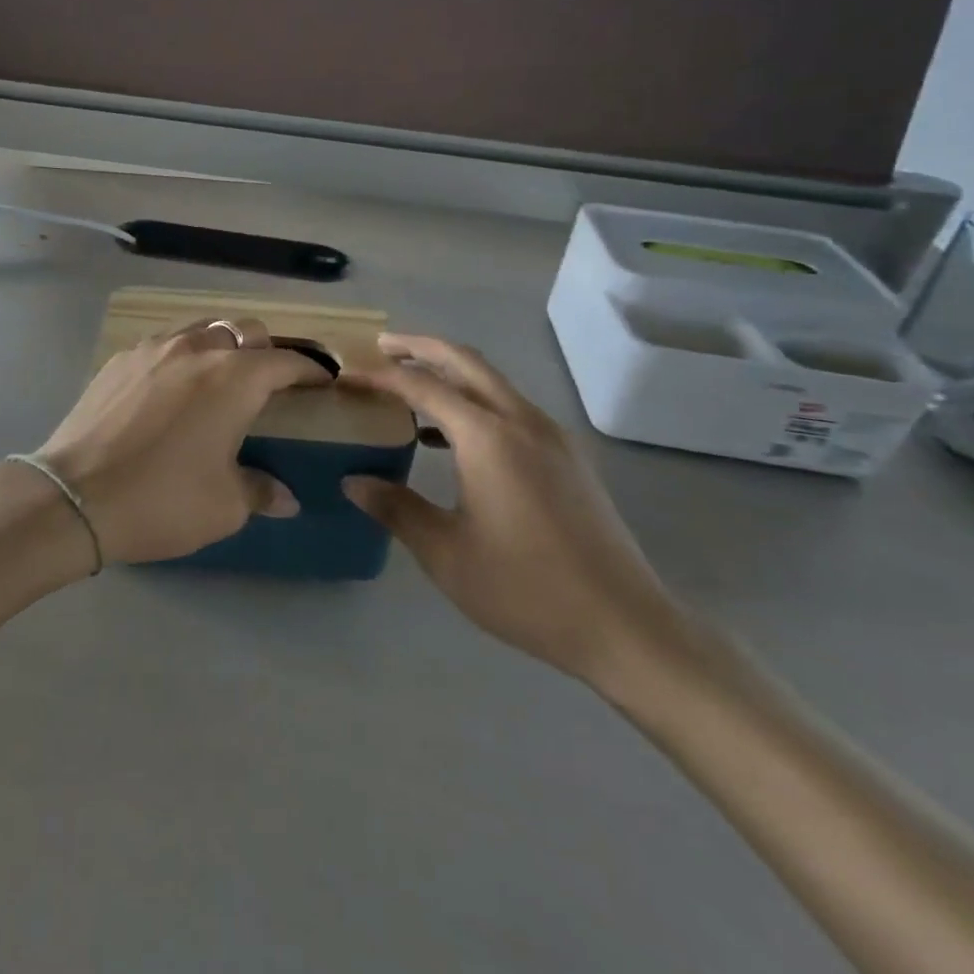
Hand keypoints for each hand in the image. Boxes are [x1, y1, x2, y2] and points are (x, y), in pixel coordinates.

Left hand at [32, 319, 330, 566]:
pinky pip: (164, 344)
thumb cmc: (162, 500)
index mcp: (234, 378)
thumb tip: (286, 497)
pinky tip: (171, 388)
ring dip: (222, 346)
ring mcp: (154, 348)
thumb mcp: (224, 506)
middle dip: (266, 349)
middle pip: (245, 330)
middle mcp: (198, 349)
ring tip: (219, 379)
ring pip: (202, 329)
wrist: (74, 496)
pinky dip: (182, 356)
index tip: (323, 380)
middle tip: (268, 383)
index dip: (311, 369)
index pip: (286, 361)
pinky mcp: (120, 359)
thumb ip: (261, 491)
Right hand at [341, 334, 680, 687]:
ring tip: (411, 388)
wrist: (625, 626)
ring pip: (492, 382)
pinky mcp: (568, 457)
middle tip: (381, 347)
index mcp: (487, 437)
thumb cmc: (526, 588)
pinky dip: (475, 402)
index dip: (381, 376)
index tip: (348, 376)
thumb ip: (396, 508)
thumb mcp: (446, 553)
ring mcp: (551, 436)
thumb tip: (353, 480)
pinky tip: (454, 439)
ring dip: (450, 373)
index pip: (423, 386)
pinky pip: (511, 408)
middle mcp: (521, 420)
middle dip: (419, 348)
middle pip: (465, 361)